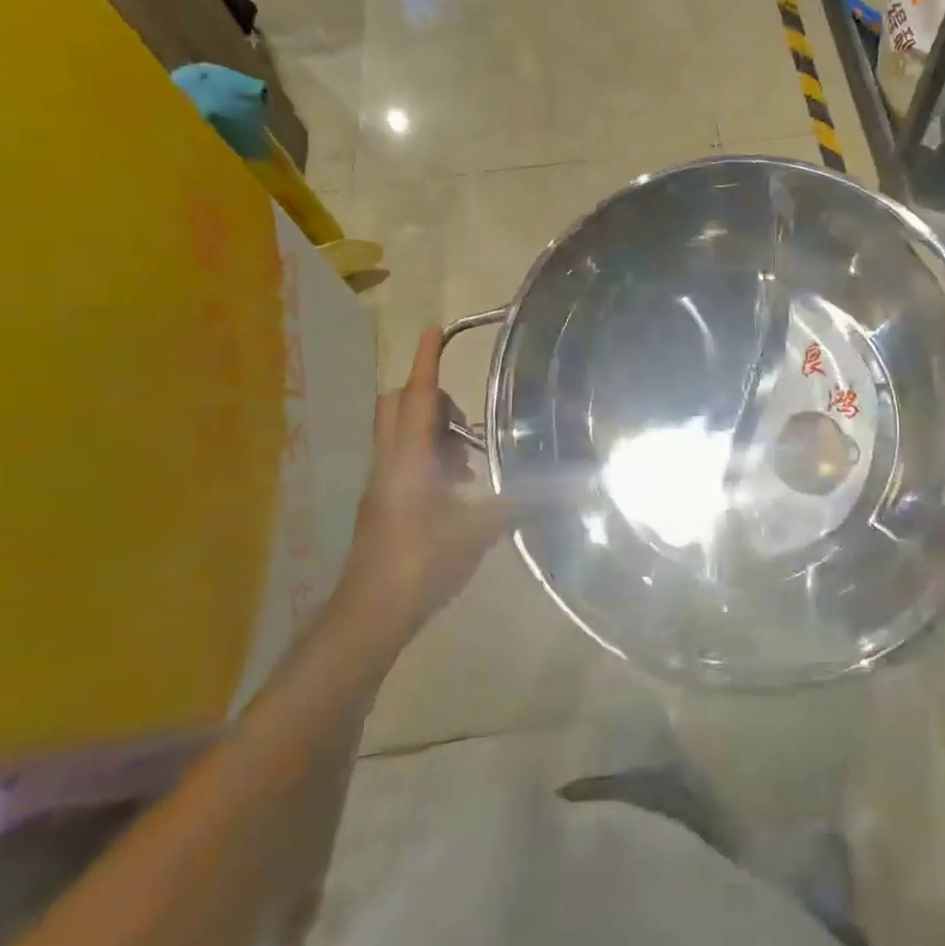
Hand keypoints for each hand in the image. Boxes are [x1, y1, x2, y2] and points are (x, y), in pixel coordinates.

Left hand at [337, 328, 507, 640]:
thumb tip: (575, 485)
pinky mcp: (381, 504)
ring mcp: (381, 483)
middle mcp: (389, 461)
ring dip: (431, 429)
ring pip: (398, 433)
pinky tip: (456, 487)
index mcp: (408, 457)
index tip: (434, 329)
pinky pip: (402, 458)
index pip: (418, 395)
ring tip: (469, 456)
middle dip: (429, 395)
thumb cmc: (420, 562)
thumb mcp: (478, 530)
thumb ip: (524, 502)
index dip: (426, 360)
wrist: (368, 616)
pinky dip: (427, 455)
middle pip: (398, 405)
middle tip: (466, 415)